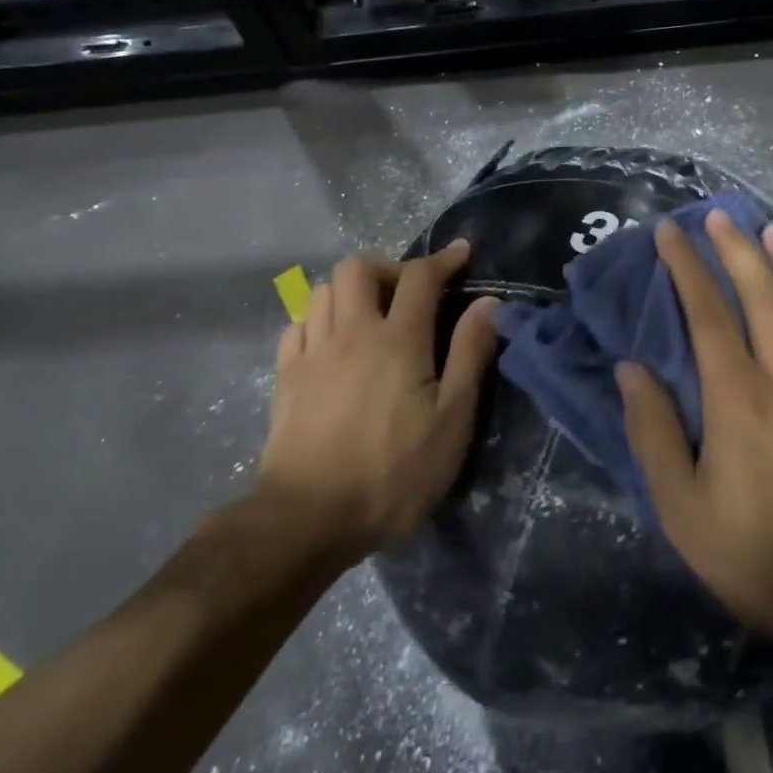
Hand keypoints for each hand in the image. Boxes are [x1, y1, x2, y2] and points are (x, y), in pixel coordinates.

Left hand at [258, 241, 499, 558]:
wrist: (307, 519)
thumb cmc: (392, 473)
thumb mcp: (451, 421)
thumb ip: (469, 355)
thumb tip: (487, 303)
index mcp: (397, 339)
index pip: (420, 277)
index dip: (443, 259)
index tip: (462, 253)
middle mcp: (350, 332)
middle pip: (358, 267)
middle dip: (389, 268)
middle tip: (410, 294)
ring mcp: (311, 353)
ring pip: (323, 290)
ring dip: (352, 290)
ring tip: (372, 315)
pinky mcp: (285, 377)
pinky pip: (298, 324)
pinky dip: (319, 319)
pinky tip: (333, 342)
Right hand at [619, 212, 772, 671]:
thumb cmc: (755, 556)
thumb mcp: (682, 508)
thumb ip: (654, 432)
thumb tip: (631, 368)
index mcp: (738, 399)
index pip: (707, 315)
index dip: (686, 269)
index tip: (669, 233)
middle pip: (762, 299)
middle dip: (737, 252)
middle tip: (719, 217)